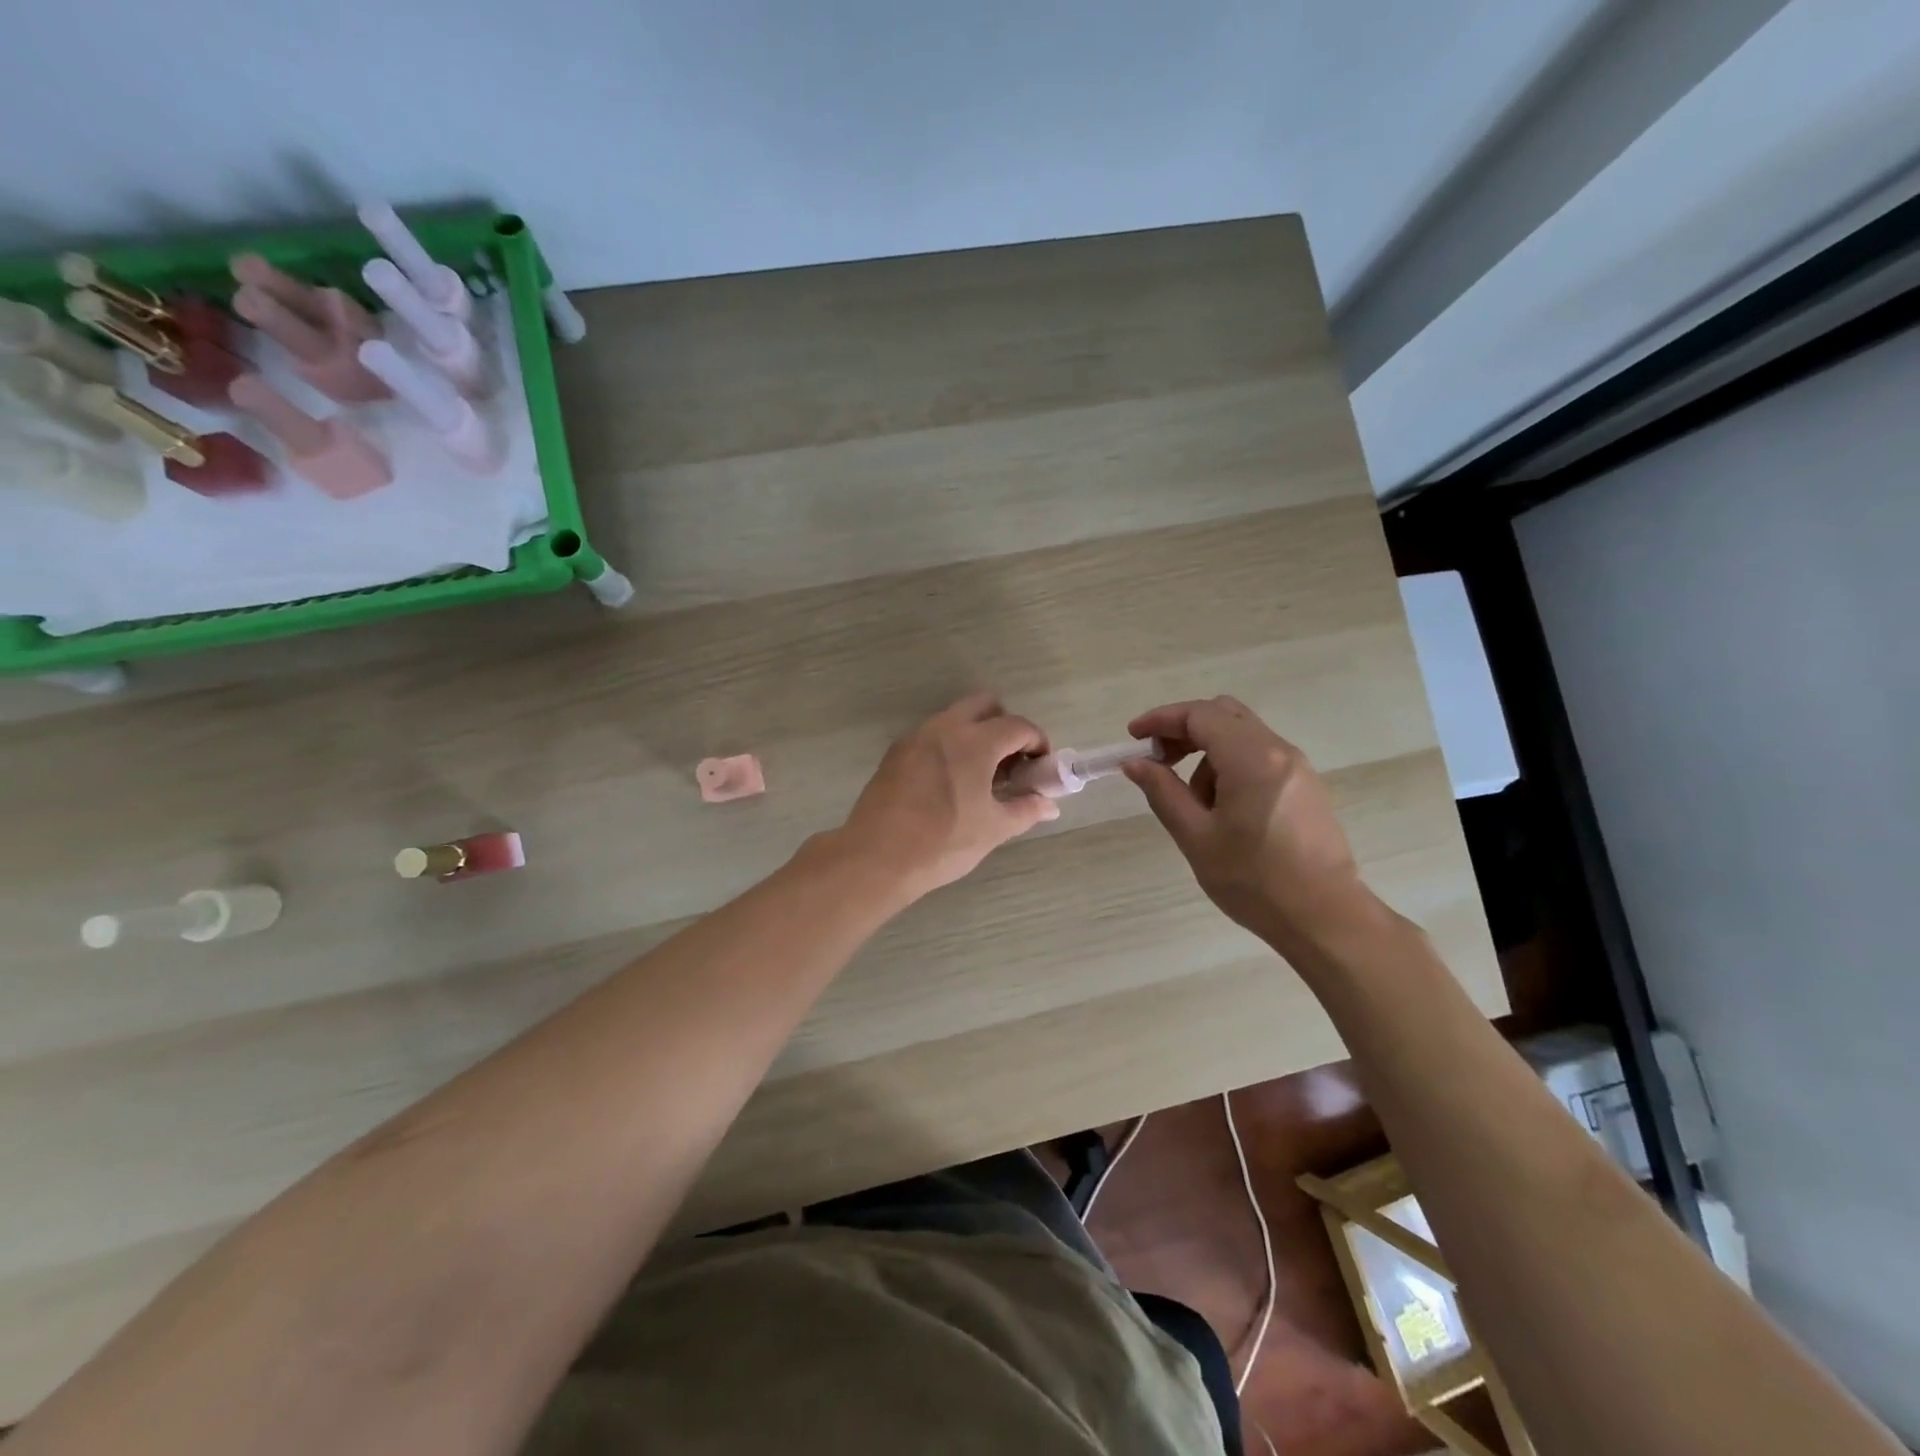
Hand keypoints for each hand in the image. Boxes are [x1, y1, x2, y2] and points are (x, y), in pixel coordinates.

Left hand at [838, 693, 1058, 902]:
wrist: (876, 857)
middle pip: (985, 705)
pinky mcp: (896, 752)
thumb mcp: (993, 829)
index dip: (1037, 743)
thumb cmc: (943, 843)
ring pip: (955, 718)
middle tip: (1011, 763)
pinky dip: (950, 746)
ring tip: (982, 777)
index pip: (1018, 726)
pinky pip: (932, 735)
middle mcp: (945, 727)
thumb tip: (1048, 804)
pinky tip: (951, 783)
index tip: (1040, 768)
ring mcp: (916, 737)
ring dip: (976, 735)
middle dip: (1005, 726)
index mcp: (975, 741)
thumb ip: (1025, 810)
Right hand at [1123, 696, 1375, 952]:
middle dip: (1184, 730)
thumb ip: (1163, 791)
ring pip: (1241, 736)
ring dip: (1207, 753)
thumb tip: (1135, 764)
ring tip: (1193, 803)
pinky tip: (1222, 810)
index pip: (1199, 715)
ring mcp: (1297, 768)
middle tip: (1158, 760)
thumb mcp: (1196, 836)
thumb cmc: (1254, 879)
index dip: (1161, 719)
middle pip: (1223, 715)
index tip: (1134, 738)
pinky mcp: (1306, 786)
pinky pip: (1260, 757)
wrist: (1325, 917)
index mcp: (1251, 758)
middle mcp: (1279, 751)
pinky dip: (1230, 767)